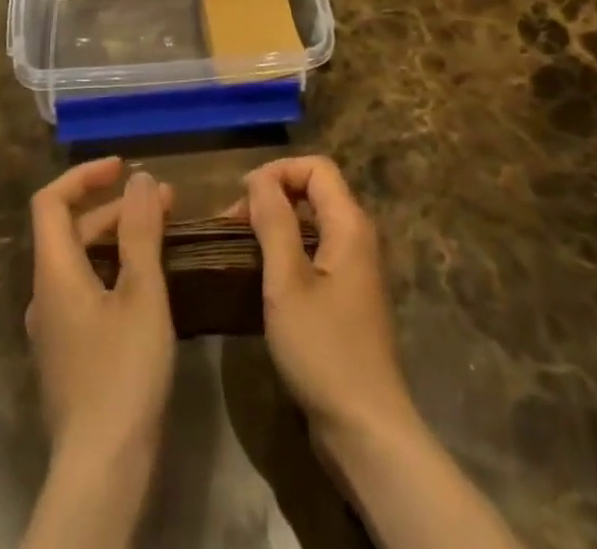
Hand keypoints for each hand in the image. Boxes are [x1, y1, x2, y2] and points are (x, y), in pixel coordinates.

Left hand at [26, 157, 174, 468]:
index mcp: (54, 272)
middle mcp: (45, 294)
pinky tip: (150, 283)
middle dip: (115, 207)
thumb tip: (140, 178)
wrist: (101, 471)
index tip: (122, 167)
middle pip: (70, 230)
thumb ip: (141, 231)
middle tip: (164, 201)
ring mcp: (54, 327)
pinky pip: (87, 291)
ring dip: (119, 239)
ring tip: (164, 234)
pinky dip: (115, 270)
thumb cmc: (122, 373)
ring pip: (81, 262)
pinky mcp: (69, 353)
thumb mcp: (142, 294)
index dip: (83, 175)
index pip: (51, 201)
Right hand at [241, 157, 523, 548]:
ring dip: (274, 225)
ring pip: (311, 223)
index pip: (316, 167)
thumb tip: (258, 178)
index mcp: (349, 224)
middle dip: (271, 197)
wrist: (364, 429)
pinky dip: (285, 252)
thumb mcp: (287, 282)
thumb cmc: (323, 349)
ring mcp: (353, 268)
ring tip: (238, 247)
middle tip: (232, 225)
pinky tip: (260, 276)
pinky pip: (314, 252)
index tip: (242, 198)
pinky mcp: (345, 297)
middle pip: (314, 190)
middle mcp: (357, 237)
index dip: (278, 171)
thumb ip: (274, 222)